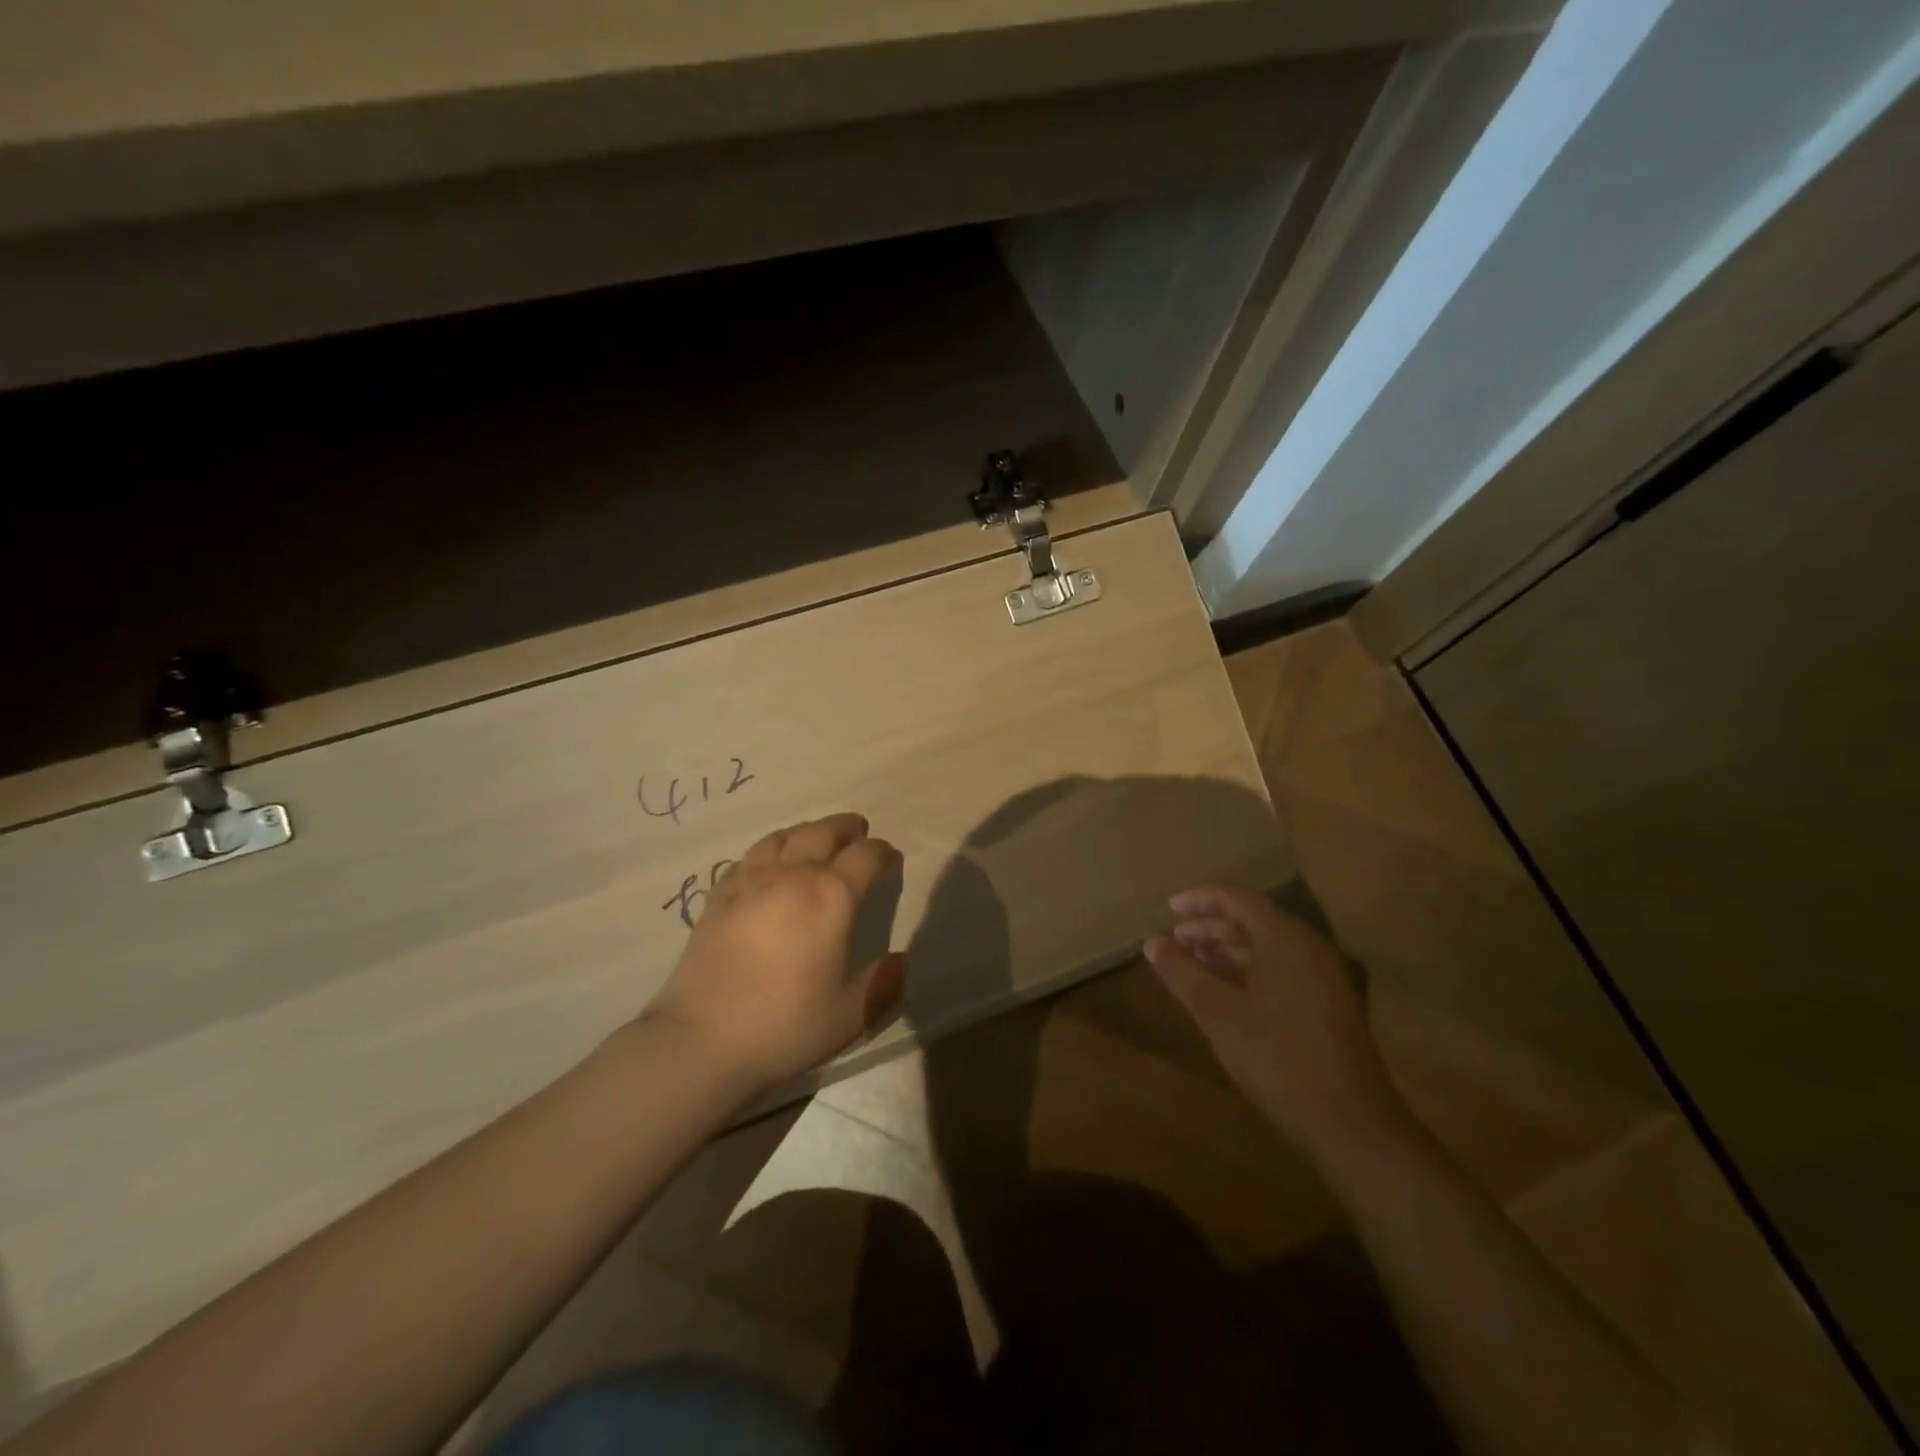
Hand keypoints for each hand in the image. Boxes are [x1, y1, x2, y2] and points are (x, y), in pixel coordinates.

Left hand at [643, 813, 906, 1093]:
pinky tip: (767, 864)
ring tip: (814, 837)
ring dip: (806, 831)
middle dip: (845, 827)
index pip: (865, 856)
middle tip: (856, 829)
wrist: (702, 1038)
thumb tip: (901, 961)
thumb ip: (882, 985)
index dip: (881, 851)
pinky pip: (748, 857)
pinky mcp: (719, 895)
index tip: (888, 855)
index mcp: (832, 896)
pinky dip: (768, 851)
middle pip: (823, 832)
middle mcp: (793, 875)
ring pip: (783, 837)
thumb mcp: (849, 1016)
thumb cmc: (784, 1025)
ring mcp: (750, 881)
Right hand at [1144, 884, 1409, 1160]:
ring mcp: (1323, 978)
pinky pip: (1281, 969)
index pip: (1239, 899)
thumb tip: (1152, 942)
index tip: (1169, 908)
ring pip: (1268, 947)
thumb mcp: (1218, 1014)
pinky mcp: (1328, 1006)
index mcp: (1287, 940)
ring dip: (1227, 949)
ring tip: (1192, 962)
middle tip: (1175, 939)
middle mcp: (1309, 949)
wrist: (1350, 1125)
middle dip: (1211, 926)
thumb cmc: (1278, 1058)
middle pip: (1254, 921)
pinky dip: (1248, 970)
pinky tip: (1224, 991)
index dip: (1201, 899)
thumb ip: (1182, 973)